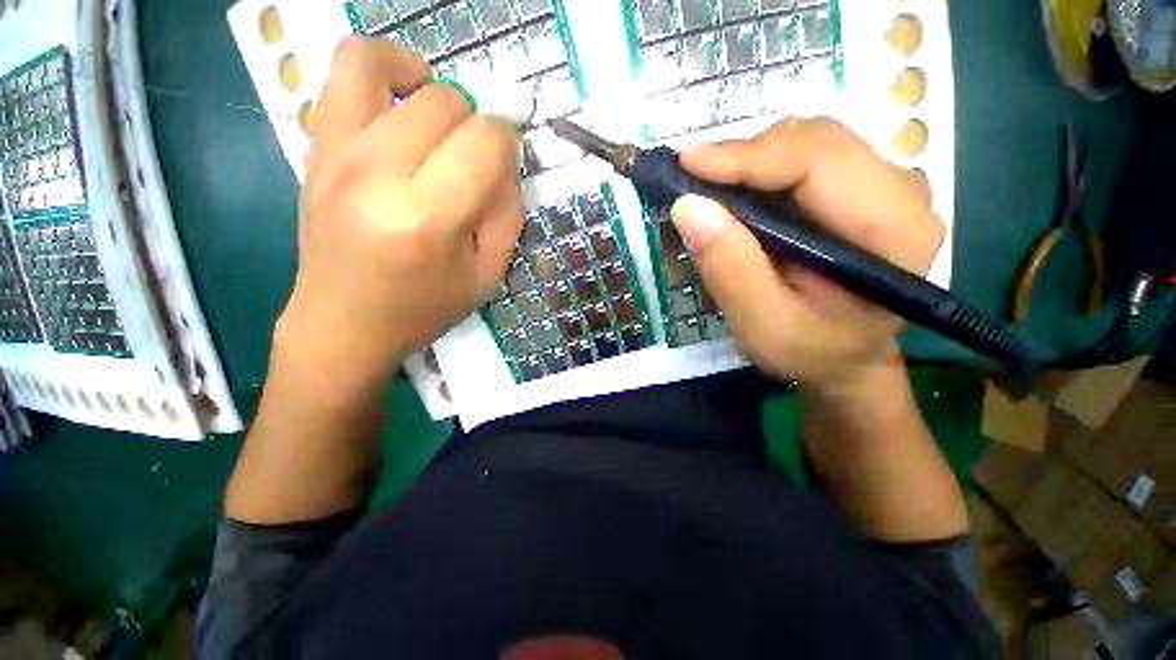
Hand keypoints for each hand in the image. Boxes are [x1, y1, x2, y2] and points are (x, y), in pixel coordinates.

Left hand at [276, 38, 522, 393]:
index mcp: (428, 217)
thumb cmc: (424, 307)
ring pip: (383, 64)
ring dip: (426, 82)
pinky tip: (399, 103)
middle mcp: (376, 173)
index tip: (504, 167)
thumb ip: (508, 212)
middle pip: (444, 102)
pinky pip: (342, 70)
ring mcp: (335, 152)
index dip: (507, 145)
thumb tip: (507, 158)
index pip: (485, 140)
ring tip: (436, 116)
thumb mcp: (488, 273)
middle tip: (471, 160)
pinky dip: (380, 68)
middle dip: (474, 124)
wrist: (343, 323)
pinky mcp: (315, 146)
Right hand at [671, 117, 941, 392]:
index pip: (819, 161)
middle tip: (691, 181)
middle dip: (744, 156)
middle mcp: (900, 193)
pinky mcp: (858, 190)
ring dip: (749, 162)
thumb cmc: (809, 352)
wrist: (844, 359)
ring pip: (807, 143)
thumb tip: (688, 207)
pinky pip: (803, 160)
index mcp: (893, 230)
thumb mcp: (763, 326)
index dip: (748, 156)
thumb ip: (730, 270)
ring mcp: (882, 186)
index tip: (687, 163)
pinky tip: (735, 195)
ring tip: (708, 191)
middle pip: (815, 141)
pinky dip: (760, 171)